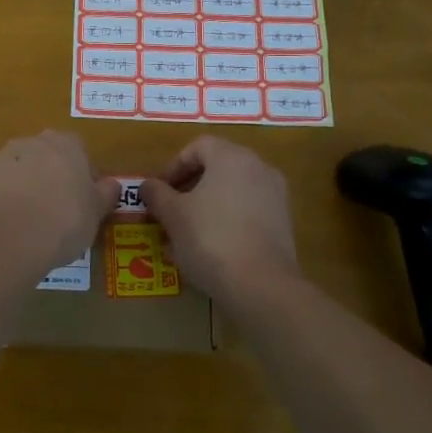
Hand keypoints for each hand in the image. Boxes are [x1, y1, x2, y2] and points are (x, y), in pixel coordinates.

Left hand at [0, 131, 120, 276]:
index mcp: (64, 145)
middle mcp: (29, 143)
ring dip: (22, 189)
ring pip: (15, 171)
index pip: (78, 150)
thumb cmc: (63, 222)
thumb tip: (111, 184)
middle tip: (56, 211)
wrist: (6, 239)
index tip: (82, 200)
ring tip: (28, 225)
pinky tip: (3, 231)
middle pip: (44, 156)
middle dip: (49, 177)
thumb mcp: (96, 213)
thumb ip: (105, 194)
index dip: (82, 174)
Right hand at [140, 137, 299, 305]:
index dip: (173, 166)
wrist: (262, 286)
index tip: (159, 191)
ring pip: (233, 191)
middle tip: (170, 210)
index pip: (198, 146)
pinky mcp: (284, 223)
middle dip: (190, 187)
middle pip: (217, 167)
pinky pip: (248, 211)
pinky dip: (228, 220)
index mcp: (231, 157)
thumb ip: (157, 194)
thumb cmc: (210, 239)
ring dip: (207, 205)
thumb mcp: (173, 215)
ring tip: (187, 232)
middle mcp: (258, 168)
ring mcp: (275, 195)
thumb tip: (147, 185)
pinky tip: (212, 247)